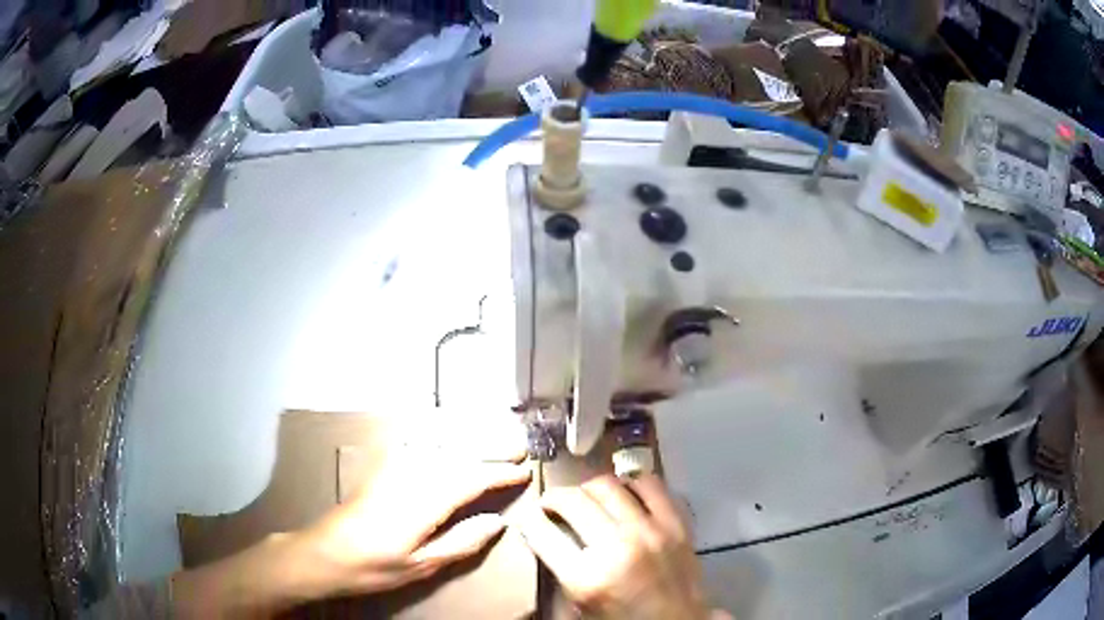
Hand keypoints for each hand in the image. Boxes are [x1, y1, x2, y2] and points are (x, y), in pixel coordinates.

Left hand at [298, 425, 531, 597]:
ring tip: (494, 433)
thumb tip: (498, 522)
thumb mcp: (422, 565)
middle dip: (491, 446)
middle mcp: (412, 473)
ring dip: (469, 434)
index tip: (525, 472)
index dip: (501, 474)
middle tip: (520, 446)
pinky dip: (434, 429)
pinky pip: (413, 437)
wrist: (325, 552)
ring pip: (439, 440)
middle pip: (459, 452)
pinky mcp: (380, 465)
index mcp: (426, 499)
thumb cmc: (375, 566)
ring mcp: (393, 465)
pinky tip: (442, 428)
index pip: (473, 478)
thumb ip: (462, 541)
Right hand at [518, 474, 723, 619]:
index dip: (529, 521)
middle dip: (554, 499)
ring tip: (588, 499)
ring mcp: (650, 532)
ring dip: (589, 489)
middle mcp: (617, 548)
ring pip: (608, 485)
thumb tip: (543, 532)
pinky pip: (650, 485)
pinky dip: (631, 484)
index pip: (542, 532)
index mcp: (587, 578)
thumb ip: (560, 569)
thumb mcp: (579, 606)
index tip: (530, 518)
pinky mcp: (676, 524)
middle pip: (572, 500)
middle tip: (553, 506)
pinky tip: (625, 495)